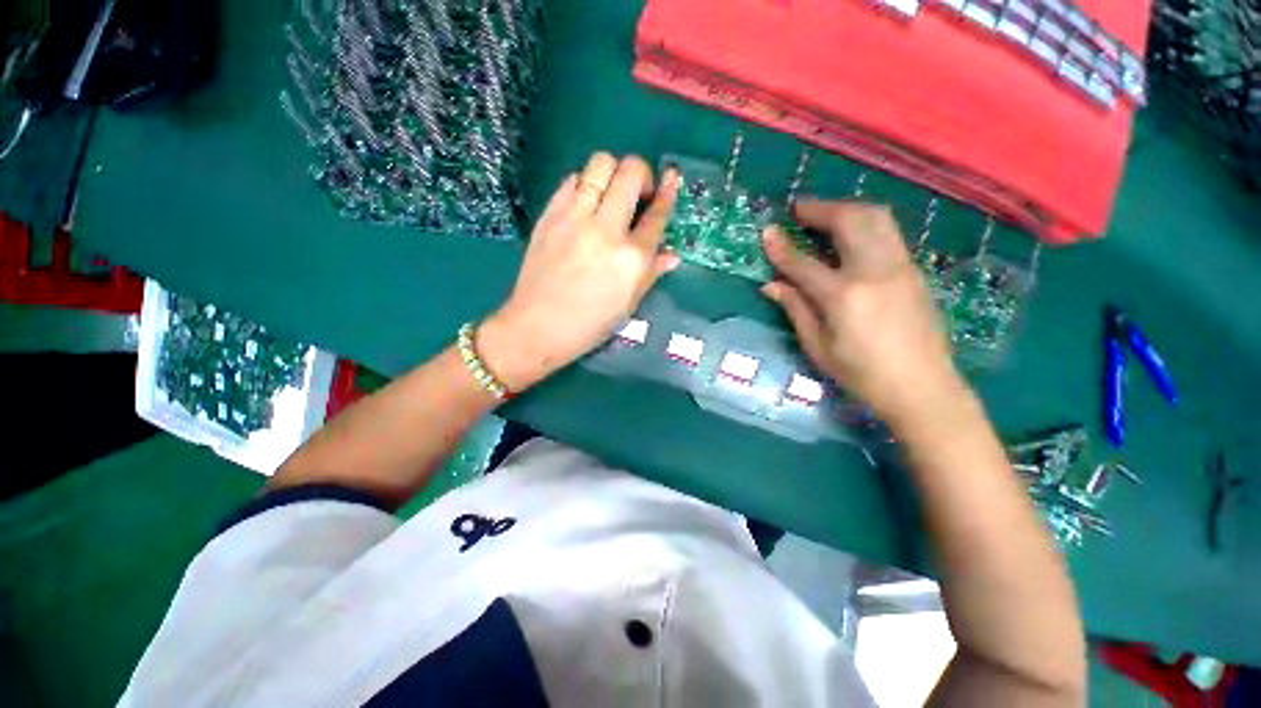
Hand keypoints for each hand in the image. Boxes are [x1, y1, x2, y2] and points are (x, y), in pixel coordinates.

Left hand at [478, 152, 679, 391]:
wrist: (537, 327)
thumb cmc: (590, 324)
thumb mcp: (628, 304)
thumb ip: (651, 273)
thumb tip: (672, 255)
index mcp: (631, 258)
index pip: (657, 214)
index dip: (669, 191)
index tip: (673, 177)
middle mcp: (606, 230)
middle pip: (630, 173)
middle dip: (641, 174)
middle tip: (638, 193)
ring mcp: (574, 219)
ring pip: (600, 164)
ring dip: (613, 172)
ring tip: (611, 194)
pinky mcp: (550, 215)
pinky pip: (572, 180)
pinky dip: (585, 183)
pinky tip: (585, 203)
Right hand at [762, 200, 962, 424]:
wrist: (923, 387)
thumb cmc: (861, 374)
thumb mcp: (818, 346)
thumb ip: (796, 309)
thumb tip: (771, 285)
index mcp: (844, 296)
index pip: (804, 263)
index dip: (782, 247)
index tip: (767, 231)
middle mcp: (875, 271)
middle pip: (849, 221)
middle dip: (820, 209)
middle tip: (799, 209)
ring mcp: (900, 267)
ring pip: (876, 218)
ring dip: (846, 209)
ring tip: (825, 215)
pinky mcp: (914, 270)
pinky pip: (888, 232)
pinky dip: (865, 223)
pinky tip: (851, 236)